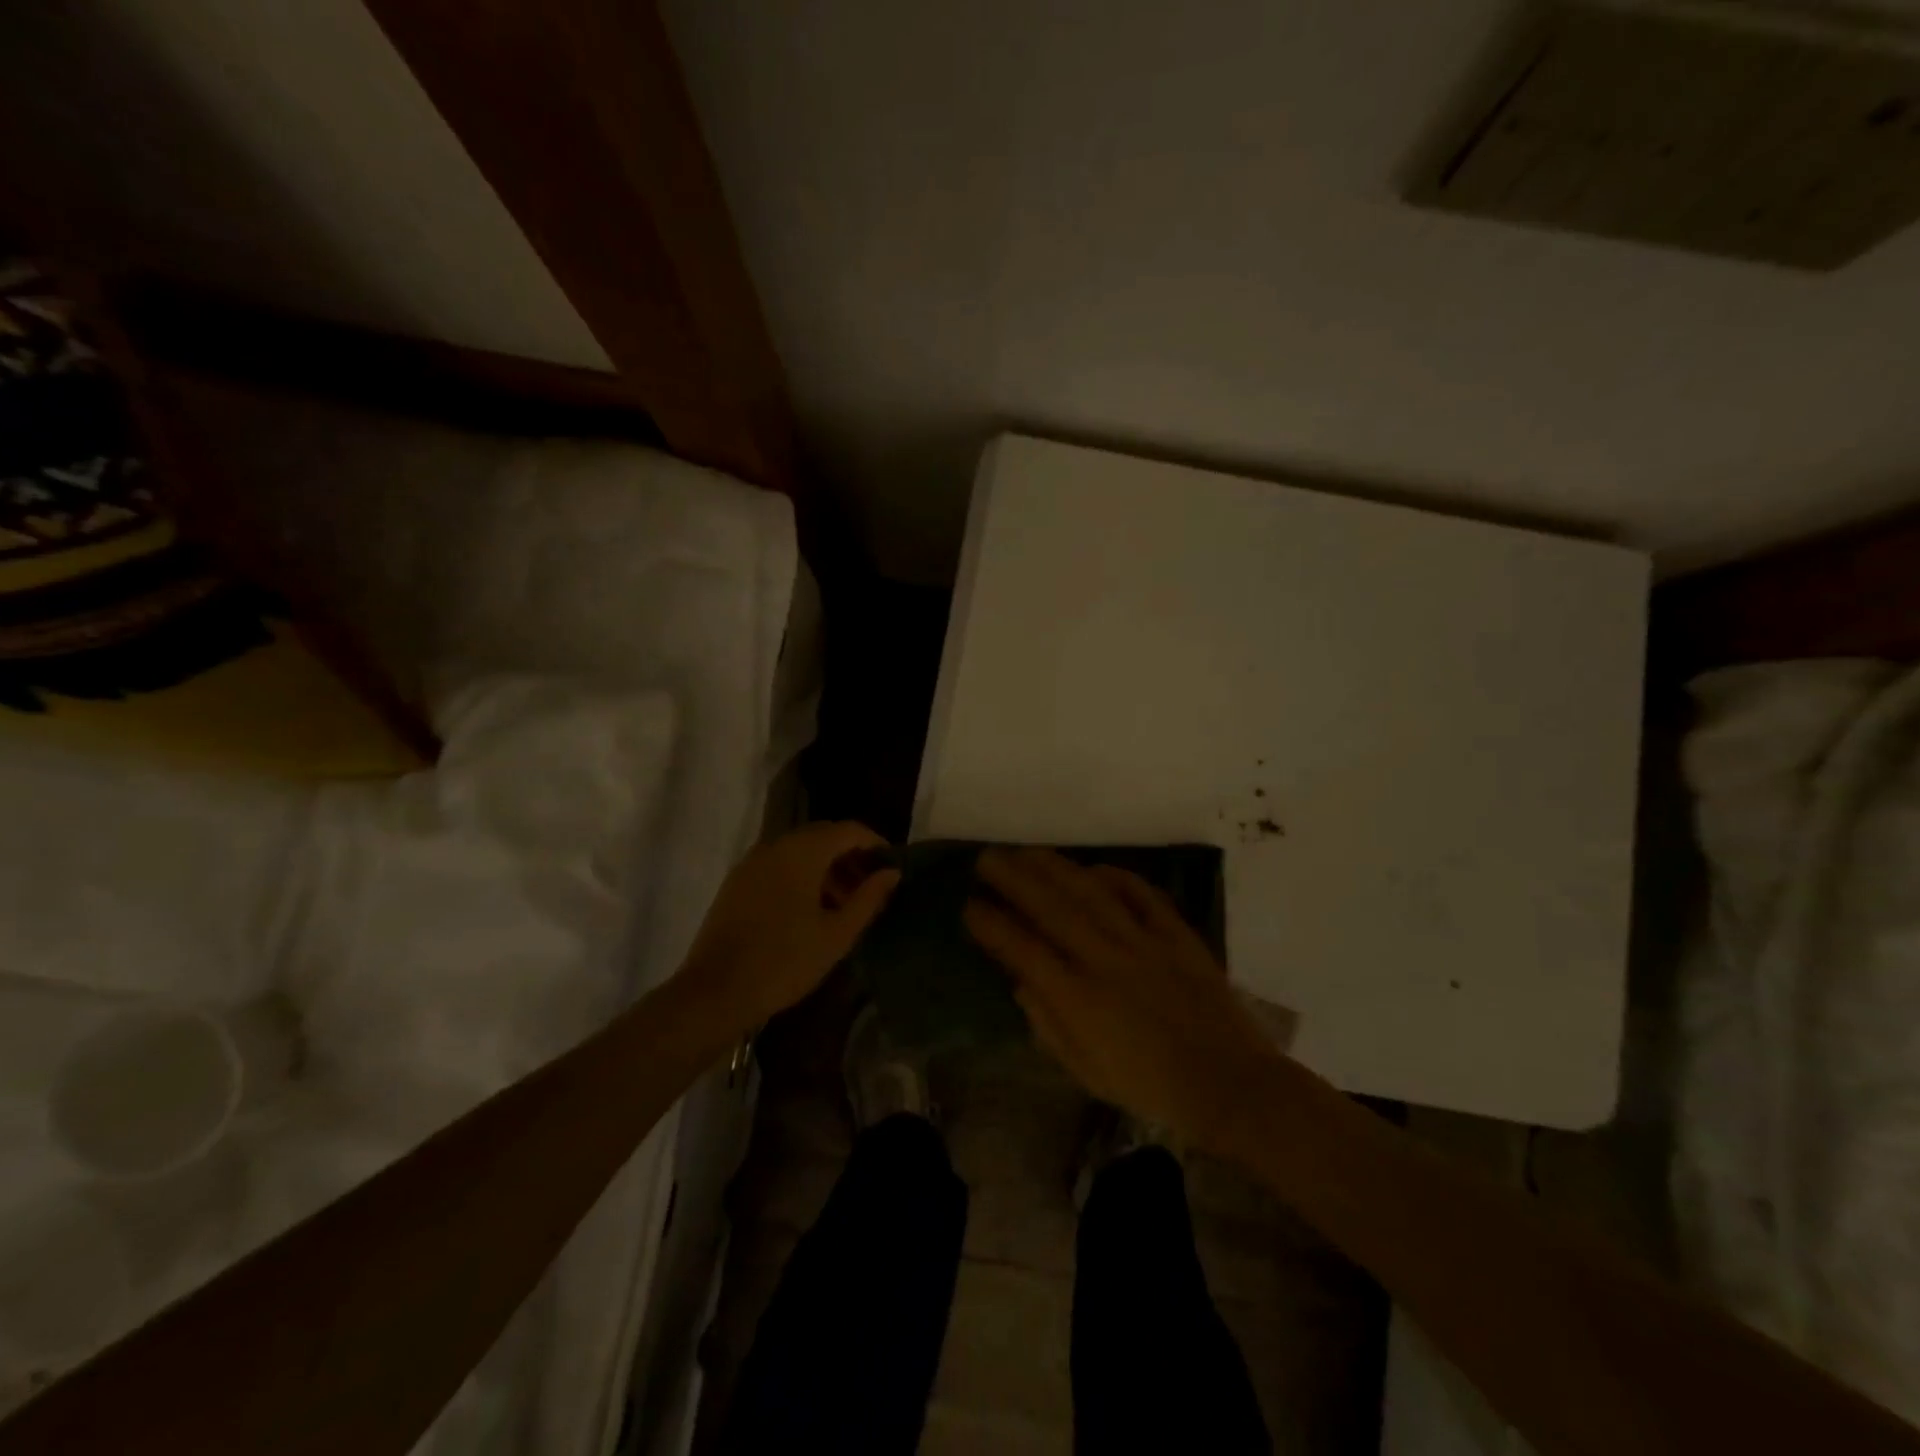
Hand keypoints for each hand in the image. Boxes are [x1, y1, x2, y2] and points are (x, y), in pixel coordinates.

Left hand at [678, 822, 900, 1038]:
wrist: (714, 992)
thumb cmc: (784, 962)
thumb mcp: (837, 934)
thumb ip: (868, 898)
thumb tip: (891, 873)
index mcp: (802, 852)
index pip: (848, 830)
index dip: (874, 843)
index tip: (892, 866)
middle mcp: (776, 846)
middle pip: (823, 836)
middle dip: (850, 856)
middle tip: (870, 887)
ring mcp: (752, 862)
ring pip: (800, 851)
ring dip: (826, 868)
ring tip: (844, 904)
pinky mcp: (738, 882)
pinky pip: (779, 865)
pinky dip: (801, 876)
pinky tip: (811, 910)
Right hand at [964, 847, 1280, 1143]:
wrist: (1228, 1083)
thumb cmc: (1149, 1086)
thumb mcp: (1085, 1071)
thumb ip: (1047, 1024)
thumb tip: (1021, 982)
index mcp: (1079, 998)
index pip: (1022, 949)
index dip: (991, 924)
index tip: (969, 905)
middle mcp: (1105, 959)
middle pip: (1051, 907)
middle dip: (1014, 878)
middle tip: (988, 858)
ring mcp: (1143, 942)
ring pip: (1091, 892)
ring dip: (1055, 867)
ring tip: (1027, 851)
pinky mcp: (1176, 935)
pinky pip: (1142, 894)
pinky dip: (1116, 877)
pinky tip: (1094, 868)